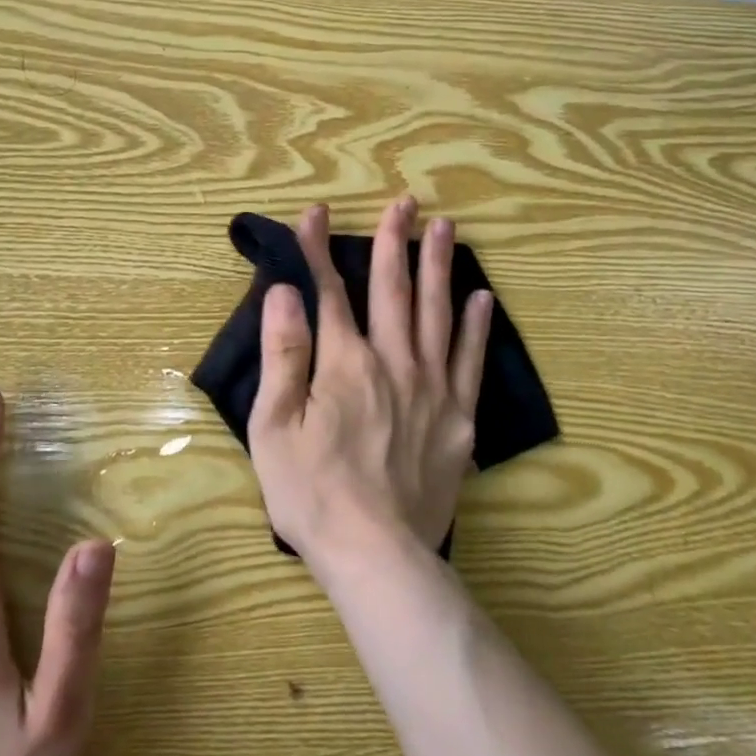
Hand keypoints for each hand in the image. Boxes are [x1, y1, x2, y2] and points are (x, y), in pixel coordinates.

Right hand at [248, 198, 492, 571]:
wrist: (376, 553)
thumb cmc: (312, 492)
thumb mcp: (275, 426)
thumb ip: (283, 354)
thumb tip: (284, 292)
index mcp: (344, 363)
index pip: (329, 292)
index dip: (318, 250)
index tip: (315, 213)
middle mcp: (393, 362)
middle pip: (393, 291)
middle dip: (394, 242)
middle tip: (404, 202)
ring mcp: (433, 388)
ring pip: (437, 313)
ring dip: (439, 267)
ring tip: (446, 228)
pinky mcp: (459, 417)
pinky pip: (470, 360)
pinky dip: (475, 326)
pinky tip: (481, 298)